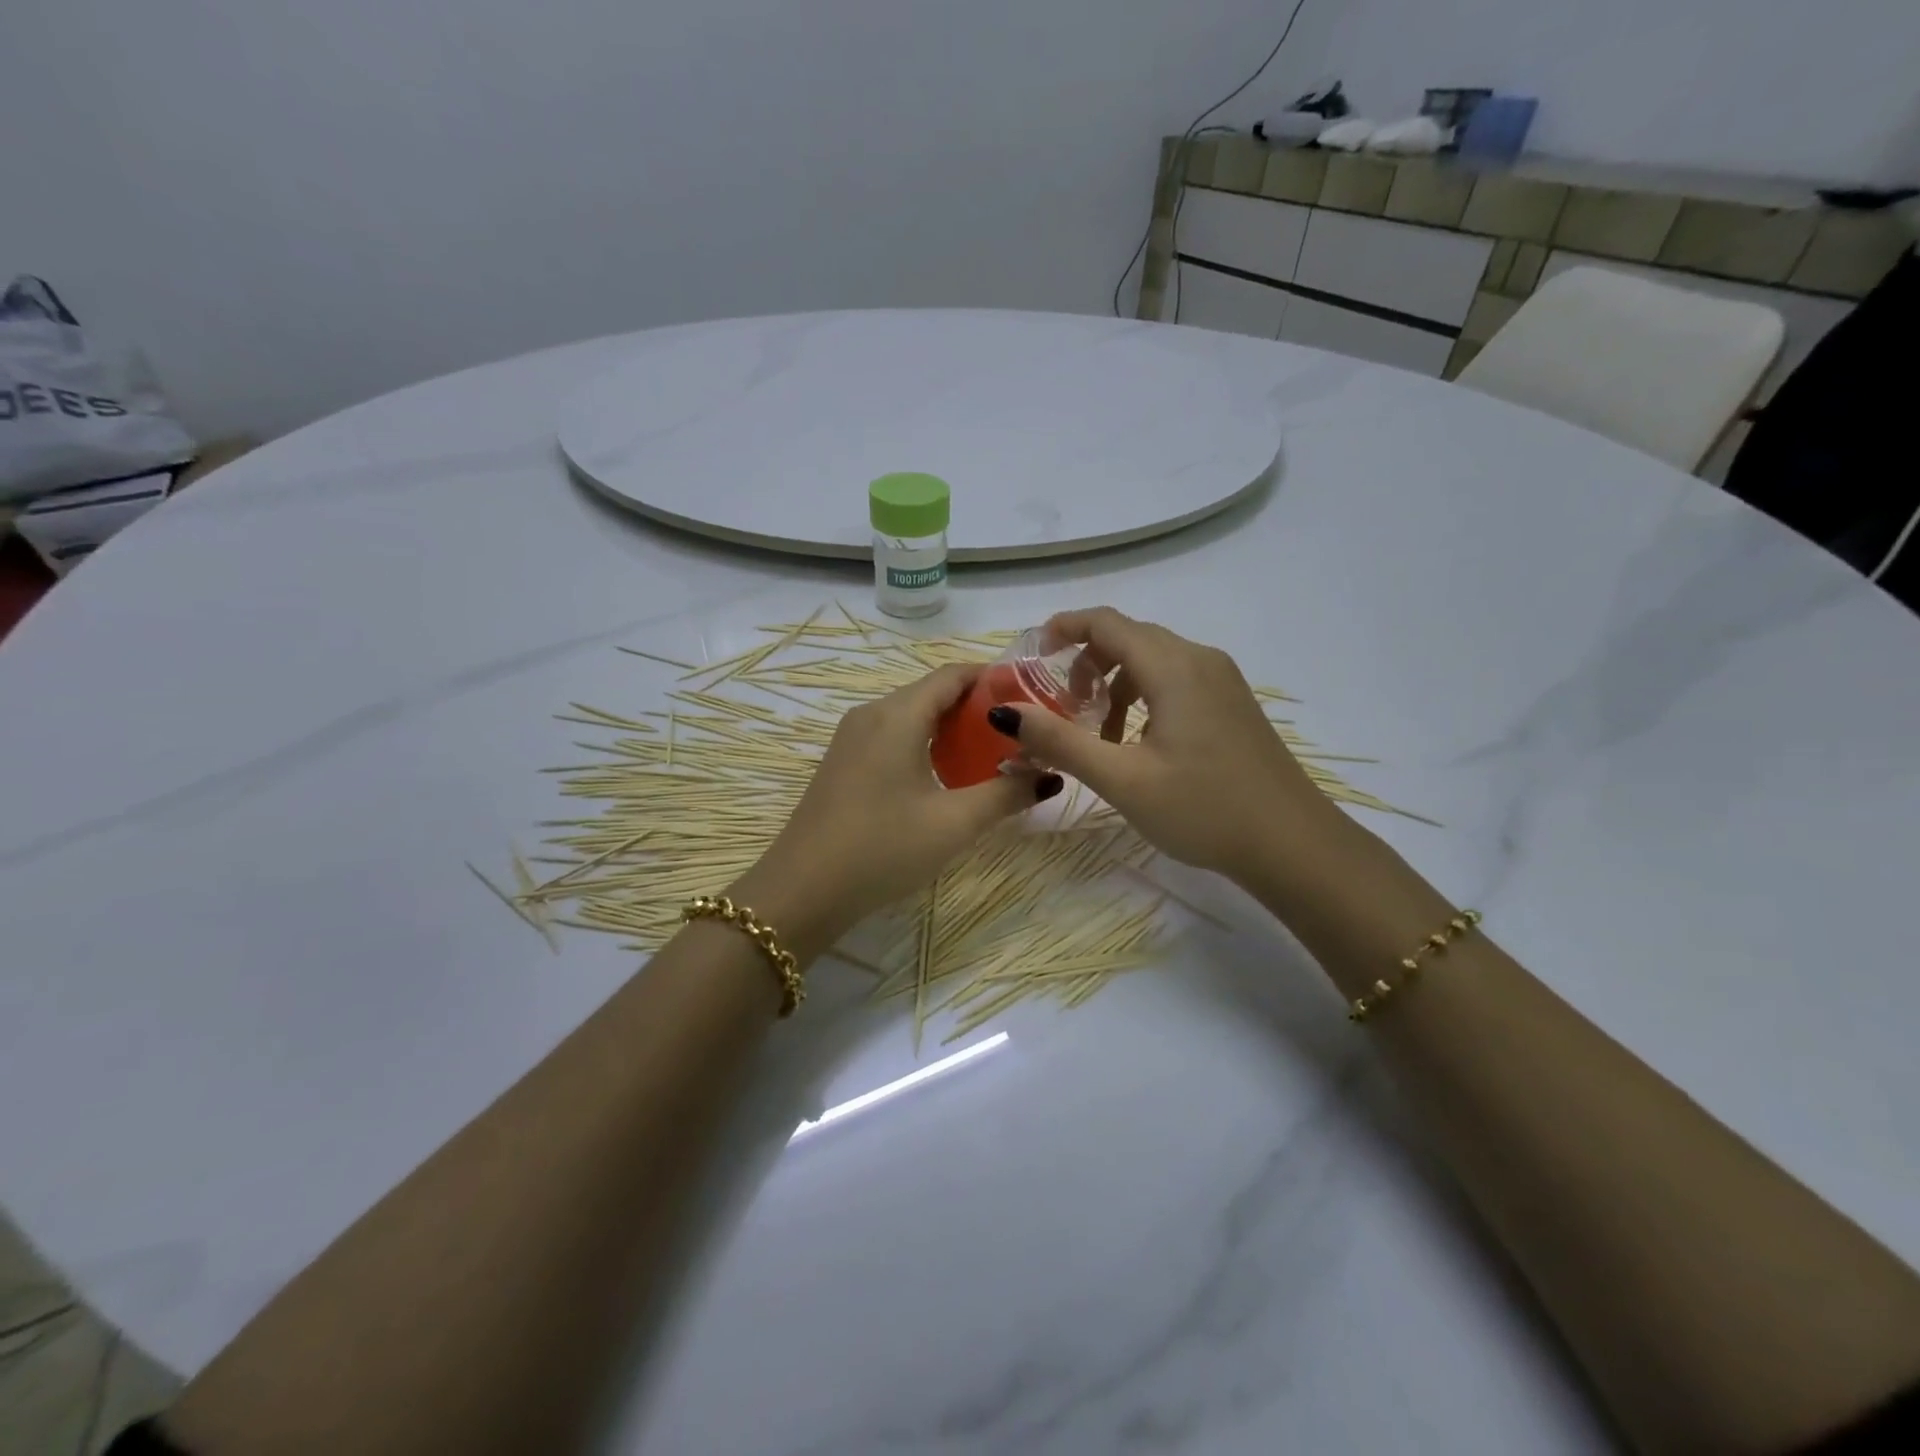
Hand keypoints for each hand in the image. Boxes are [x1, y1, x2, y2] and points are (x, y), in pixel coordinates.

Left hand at [733, 664, 1061, 958]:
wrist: (802, 891)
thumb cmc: (882, 848)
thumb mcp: (954, 824)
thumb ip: (1006, 795)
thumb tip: (1049, 777)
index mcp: (898, 715)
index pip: (953, 674)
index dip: (994, 678)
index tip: (1032, 696)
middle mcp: (872, 714)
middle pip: (933, 692)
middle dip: (977, 707)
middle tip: (1019, 732)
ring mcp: (851, 738)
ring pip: (911, 715)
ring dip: (951, 728)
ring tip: (990, 754)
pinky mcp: (843, 762)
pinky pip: (892, 736)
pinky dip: (925, 743)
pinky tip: (945, 776)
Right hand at [986, 607, 1342, 883]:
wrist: (1293, 845)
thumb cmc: (1204, 809)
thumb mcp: (1122, 779)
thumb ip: (1060, 742)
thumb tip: (1005, 713)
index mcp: (1173, 666)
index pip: (1106, 622)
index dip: (1063, 627)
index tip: (1031, 652)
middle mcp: (1199, 659)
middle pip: (1129, 638)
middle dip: (1085, 664)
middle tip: (1061, 708)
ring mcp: (1222, 681)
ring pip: (1152, 661)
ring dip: (1114, 685)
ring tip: (1098, 737)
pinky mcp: (1232, 704)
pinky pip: (1175, 681)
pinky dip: (1143, 698)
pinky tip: (1138, 745)